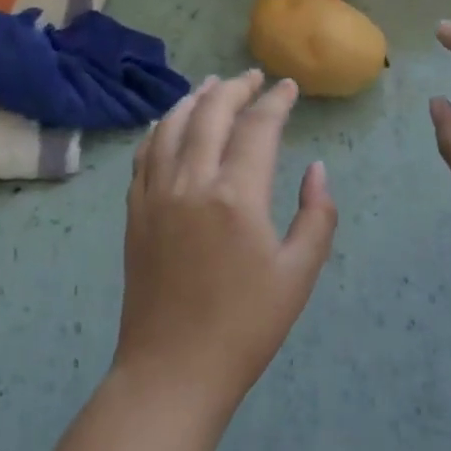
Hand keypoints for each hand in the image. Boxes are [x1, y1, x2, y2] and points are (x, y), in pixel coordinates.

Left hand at [114, 71, 337, 418]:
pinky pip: (145, 153)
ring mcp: (157, 193)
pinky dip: (161, 127)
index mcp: (236, 195)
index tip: (288, 87)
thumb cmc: (245, 327)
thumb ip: (316, 216)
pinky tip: (170, 122)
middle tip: (254, 78)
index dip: (276, 101)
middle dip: (236, 88)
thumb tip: (316, 169)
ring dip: (195, 98)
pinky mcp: (135, 211)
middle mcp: (192, 181)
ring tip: (213, 85)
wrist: (172, 372)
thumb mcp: (298, 275)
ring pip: (173, 124)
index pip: (257, 127)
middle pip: (211, 112)